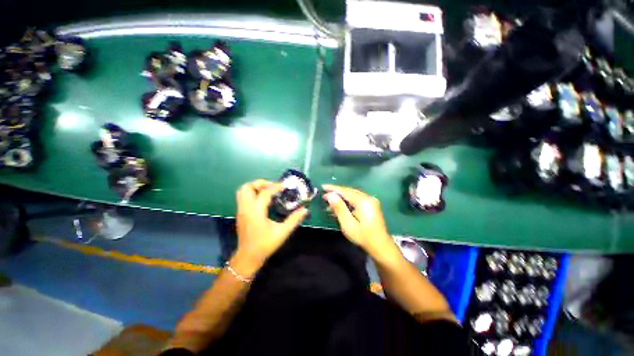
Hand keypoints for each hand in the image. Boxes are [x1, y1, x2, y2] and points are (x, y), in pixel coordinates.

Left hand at [233, 179, 307, 274]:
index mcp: (256, 212)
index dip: (275, 186)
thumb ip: (294, 219)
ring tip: (268, 191)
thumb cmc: (265, 245)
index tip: (285, 186)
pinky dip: (253, 193)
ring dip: (255, 187)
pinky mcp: (240, 213)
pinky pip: (243, 197)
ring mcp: (241, 211)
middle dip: (261, 183)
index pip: (264, 193)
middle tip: (273, 187)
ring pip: (243, 191)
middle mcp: (246, 208)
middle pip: (248, 187)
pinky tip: (264, 200)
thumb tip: (305, 209)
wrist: (248, 257)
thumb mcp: (282, 233)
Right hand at [322, 184, 393, 255]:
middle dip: (336, 192)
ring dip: (342, 196)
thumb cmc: (363, 237)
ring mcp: (371, 201)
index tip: (323, 187)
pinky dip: (348, 200)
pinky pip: (357, 198)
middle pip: (349, 191)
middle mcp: (368, 197)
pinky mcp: (371, 205)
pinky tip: (341, 205)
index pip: (345, 191)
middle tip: (324, 195)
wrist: (380, 246)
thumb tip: (330, 195)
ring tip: (330, 201)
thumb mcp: (348, 224)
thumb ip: (339, 208)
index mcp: (363, 201)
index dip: (333, 188)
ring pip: (353, 194)